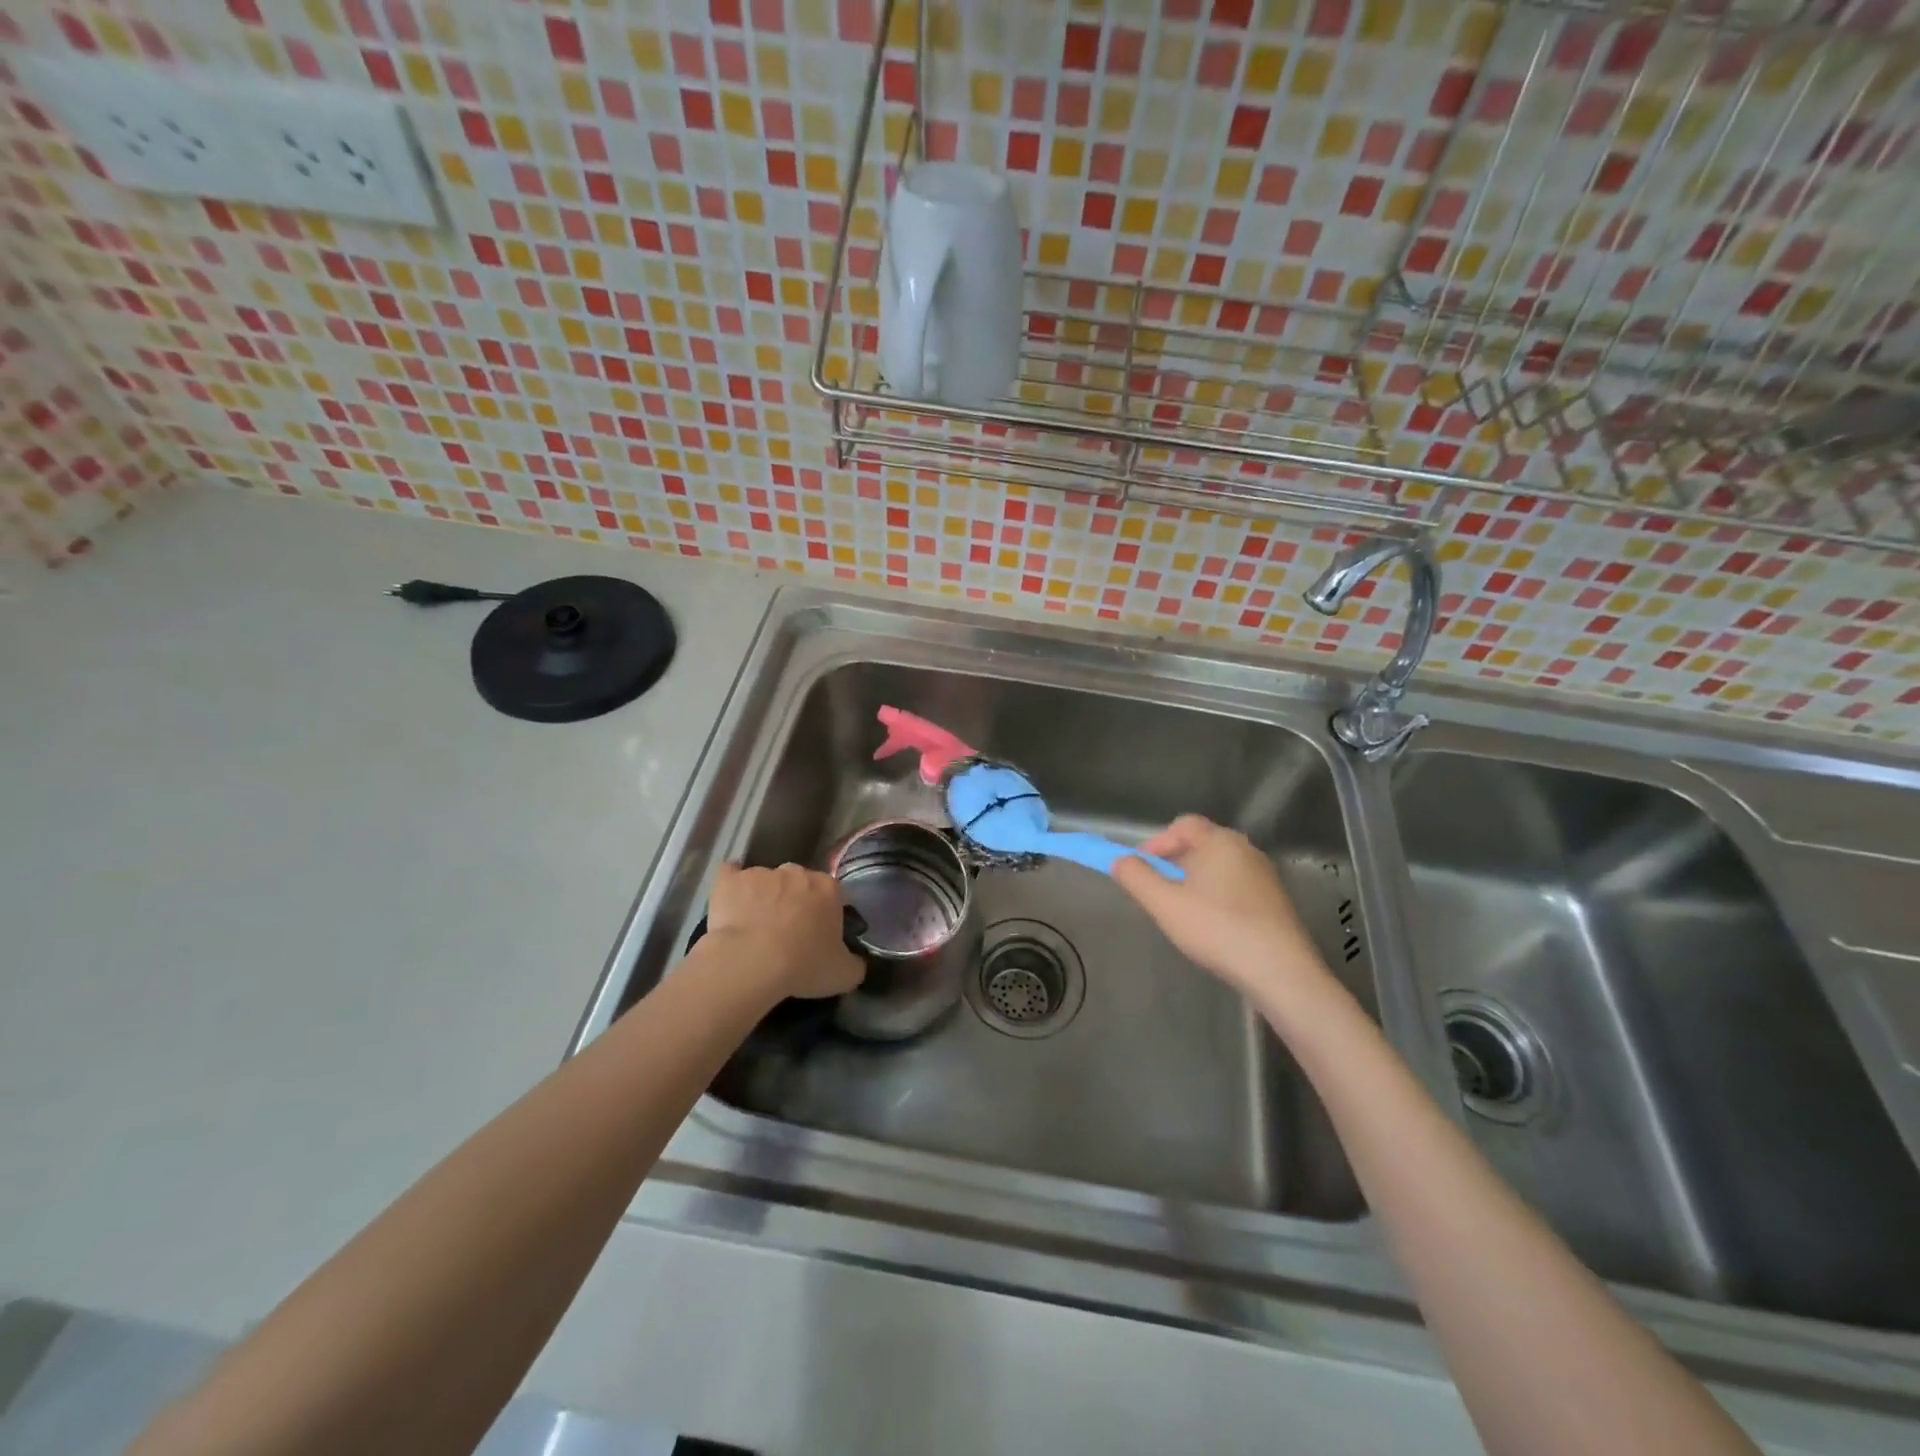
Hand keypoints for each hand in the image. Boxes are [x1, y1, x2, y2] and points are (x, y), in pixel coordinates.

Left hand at [705, 862, 864, 999]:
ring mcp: (761, 873)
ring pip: (766, 880)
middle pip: (799, 882)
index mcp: (828, 889)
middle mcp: (796, 872)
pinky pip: (730, 874)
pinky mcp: (729, 881)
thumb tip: (855, 963)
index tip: (819, 934)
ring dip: (764, 896)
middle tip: (788, 930)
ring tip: (755, 927)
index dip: (826, 913)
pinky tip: (730, 899)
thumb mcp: (843, 975)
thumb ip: (855, 964)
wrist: (750, 962)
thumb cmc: (803, 965)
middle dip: (795, 900)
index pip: (833, 894)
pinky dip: (732, 884)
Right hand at [1111, 815, 1334, 1006]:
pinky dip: (1216, 896)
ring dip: (1194, 881)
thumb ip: (1136, 877)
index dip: (1156, 843)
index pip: (1183, 825)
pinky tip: (1211, 926)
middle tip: (1158, 892)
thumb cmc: (1217, 929)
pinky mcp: (1275, 901)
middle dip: (1173, 863)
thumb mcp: (1164, 904)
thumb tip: (1120, 861)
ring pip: (1218, 867)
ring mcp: (1264, 875)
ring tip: (1181, 911)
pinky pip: (1236, 886)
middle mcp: (1245, 850)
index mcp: (1220, 841)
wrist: (1280, 971)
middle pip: (1201, 844)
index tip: (1141, 870)